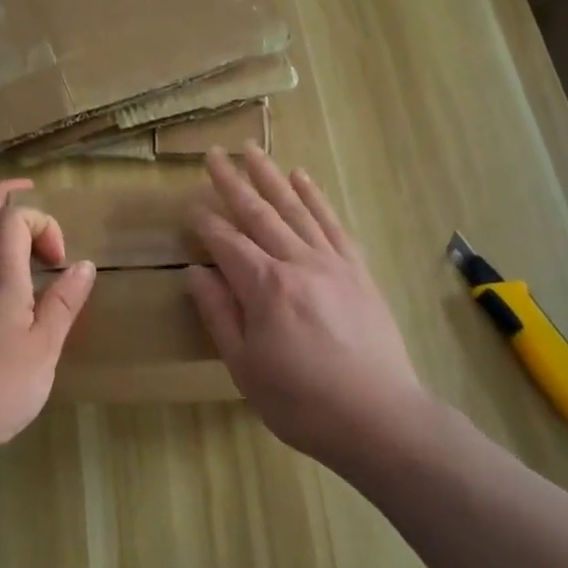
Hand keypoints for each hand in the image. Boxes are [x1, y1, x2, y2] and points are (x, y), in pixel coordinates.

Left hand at [0, 179, 96, 458]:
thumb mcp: (44, 348)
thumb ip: (63, 304)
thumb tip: (84, 264)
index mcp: (0, 279)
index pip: (12, 220)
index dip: (42, 223)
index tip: (62, 259)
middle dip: (1, 197)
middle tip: (25, 189)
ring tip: (24, 239)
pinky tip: (8, 283)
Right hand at [187, 146, 433, 469]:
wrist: (379, 417)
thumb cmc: (301, 401)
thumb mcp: (245, 367)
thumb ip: (219, 314)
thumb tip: (195, 272)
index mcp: (264, 287)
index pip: (226, 242)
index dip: (205, 222)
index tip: (189, 205)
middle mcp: (297, 262)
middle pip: (258, 213)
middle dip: (233, 182)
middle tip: (214, 154)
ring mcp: (331, 262)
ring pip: (295, 208)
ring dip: (271, 177)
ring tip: (252, 150)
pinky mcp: (357, 270)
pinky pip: (332, 223)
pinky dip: (315, 198)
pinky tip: (302, 179)